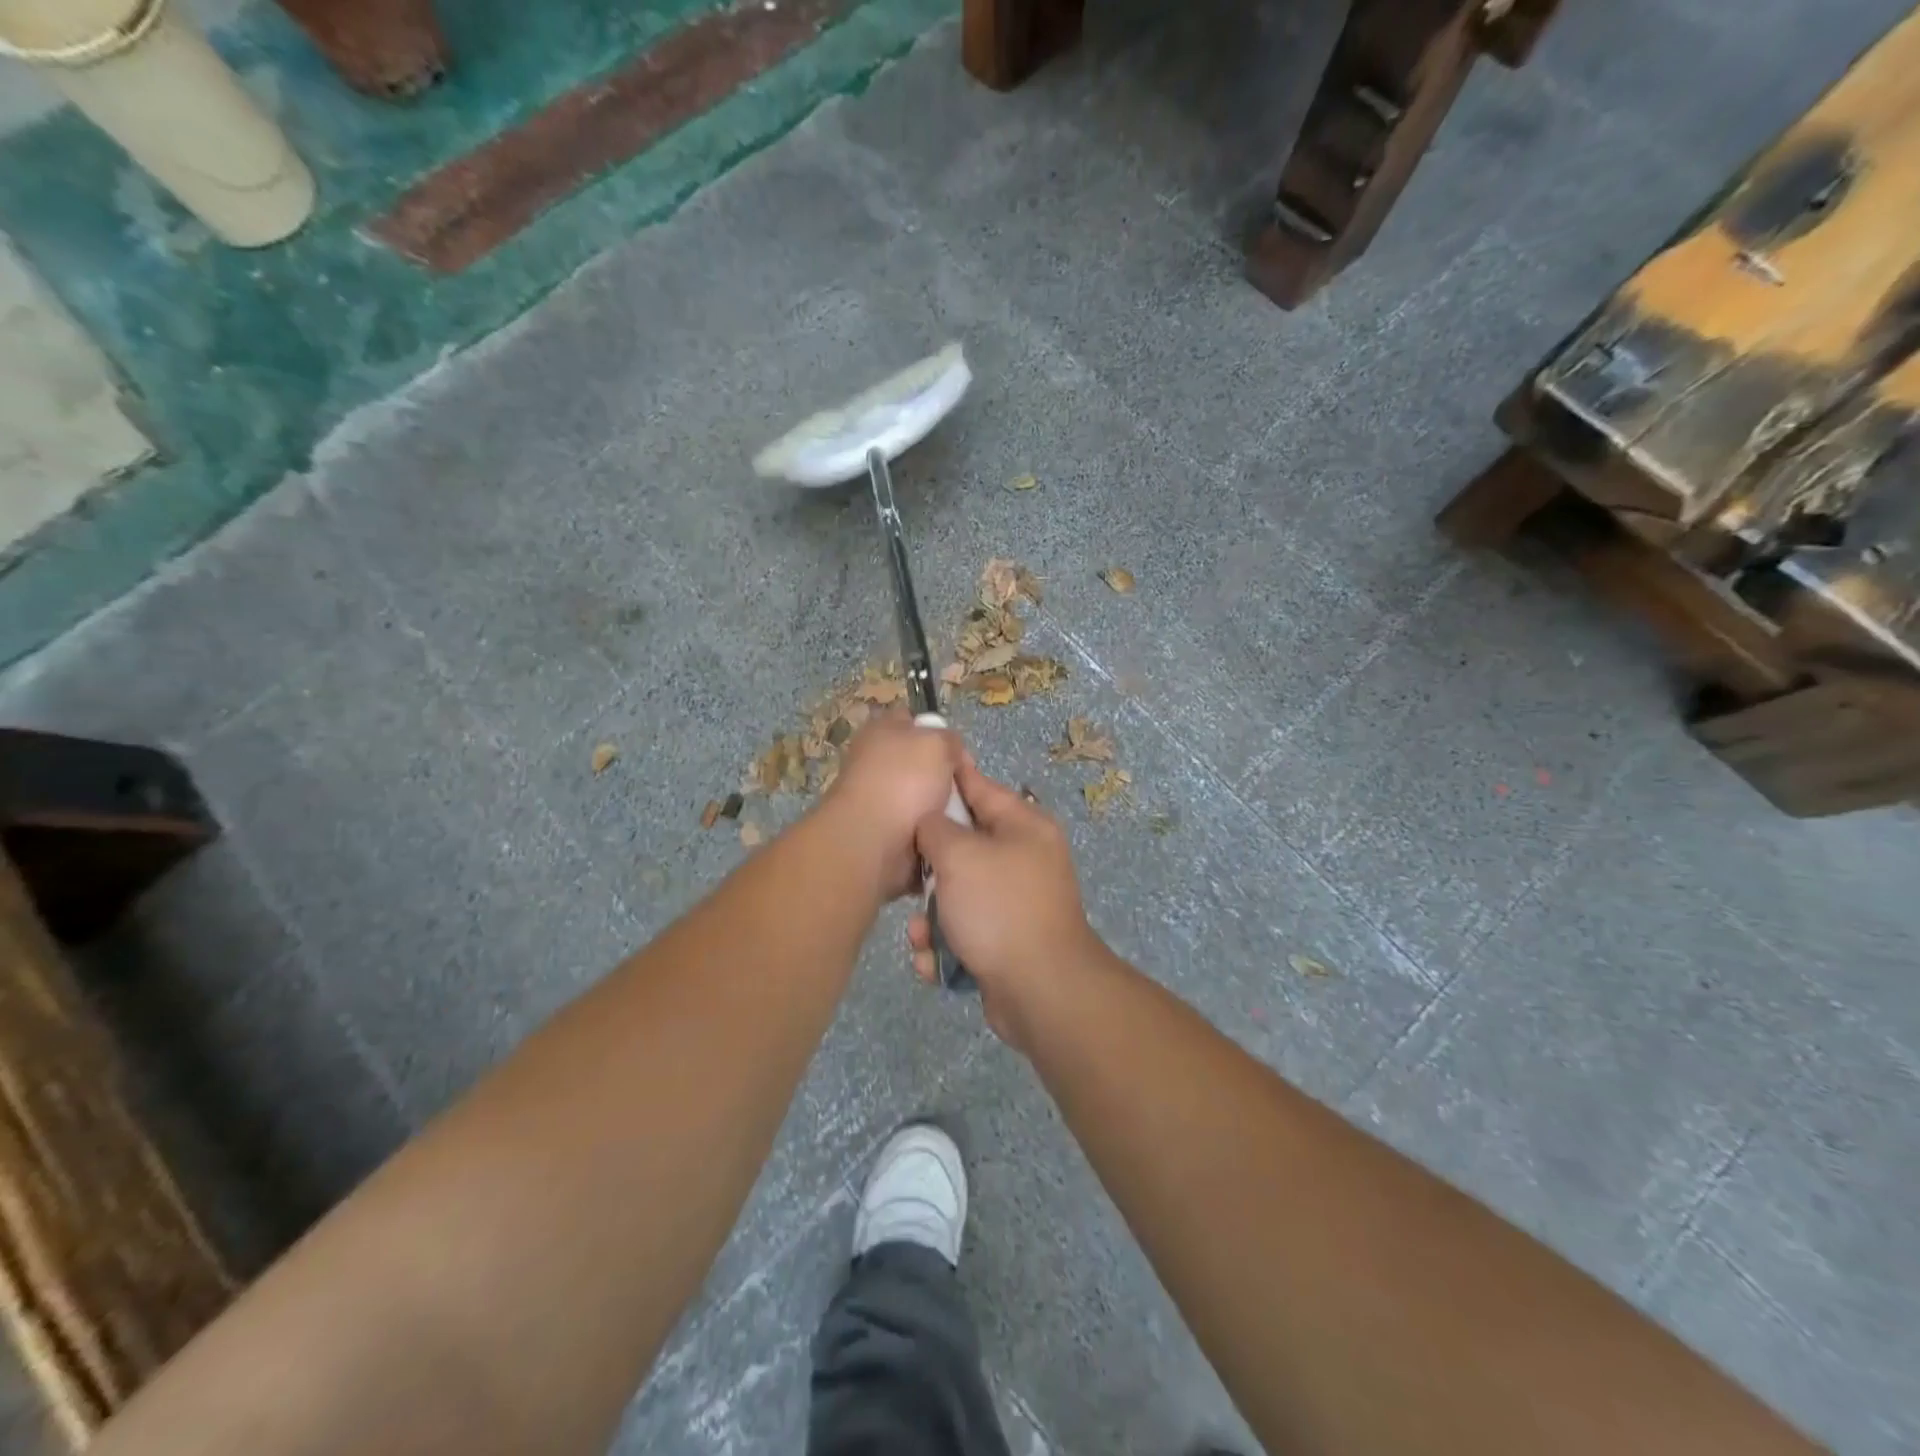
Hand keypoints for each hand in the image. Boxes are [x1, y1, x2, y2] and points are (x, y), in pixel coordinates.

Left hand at [818, 711, 963, 900]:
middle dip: (944, 774)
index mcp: (881, 730)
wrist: (871, 841)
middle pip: (920, 761)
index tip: (959, 753)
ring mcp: (876, 796)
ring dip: (940, 806)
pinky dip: (929, 829)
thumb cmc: (904, 781)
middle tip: (965, 787)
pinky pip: (916, 823)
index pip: (912, 719)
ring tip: (958, 816)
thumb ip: (949, 739)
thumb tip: (949, 751)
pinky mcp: (881, 828)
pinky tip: (941, 832)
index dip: (938, 731)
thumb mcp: (938, 743)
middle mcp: (874, 759)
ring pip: (922, 796)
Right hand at [908, 759, 1103, 1044]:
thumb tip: (930, 824)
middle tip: (909, 875)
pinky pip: (964, 930)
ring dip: (932, 916)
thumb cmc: (999, 908)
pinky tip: (933, 962)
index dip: (948, 776)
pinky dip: (945, 945)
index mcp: (1024, 826)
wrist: (1041, 991)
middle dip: (930, 867)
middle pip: (963, 844)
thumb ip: (936, 828)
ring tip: (920, 934)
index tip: (918, 768)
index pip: (980, 786)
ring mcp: (1016, 902)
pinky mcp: (1006, 941)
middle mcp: (1023, 858)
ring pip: (957, 893)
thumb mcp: (960, 856)